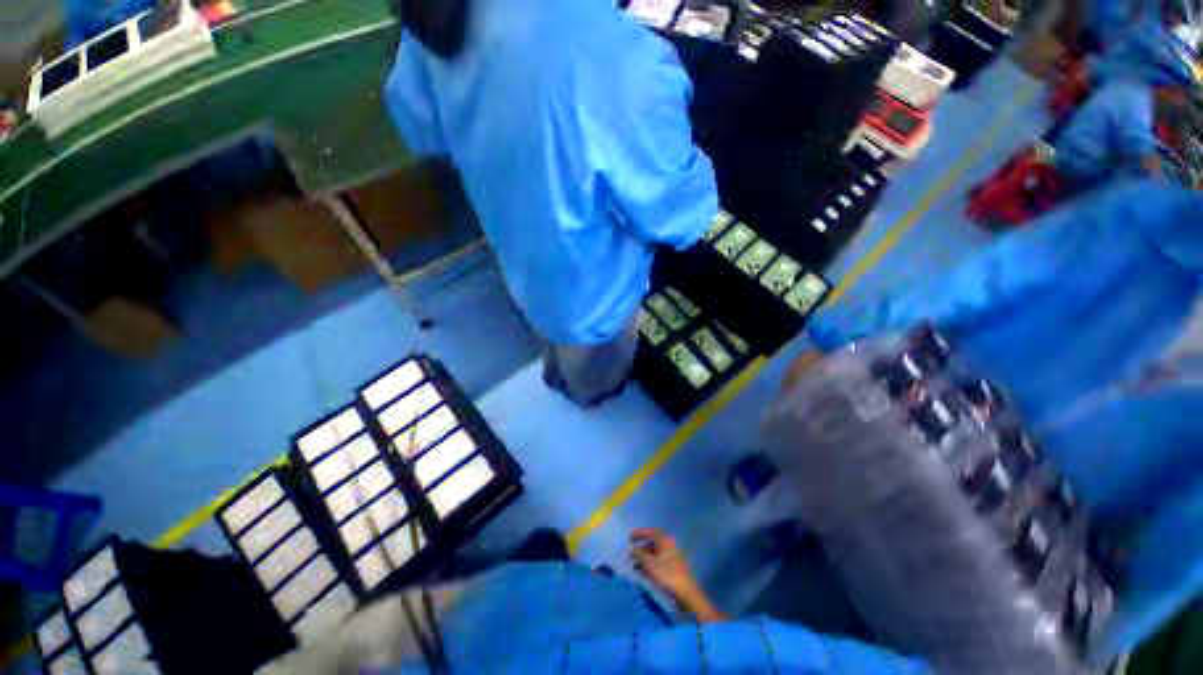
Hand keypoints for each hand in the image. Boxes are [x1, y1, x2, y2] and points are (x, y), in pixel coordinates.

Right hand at [630, 528, 726, 621]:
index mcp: (665, 540)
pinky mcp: (673, 566)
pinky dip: (650, 562)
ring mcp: (672, 555)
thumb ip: (640, 553)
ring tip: (635, 563)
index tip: (629, 535)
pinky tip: (644, 570)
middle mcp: (669, 544)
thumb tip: (633, 548)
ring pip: (655, 552)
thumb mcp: (650, 563)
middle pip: (652, 541)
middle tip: (631, 551)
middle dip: (641, 546)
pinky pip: (659, 560)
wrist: (685, 593)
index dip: (639, 533)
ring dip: (645, 556)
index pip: (650, 532)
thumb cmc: (667, 575)